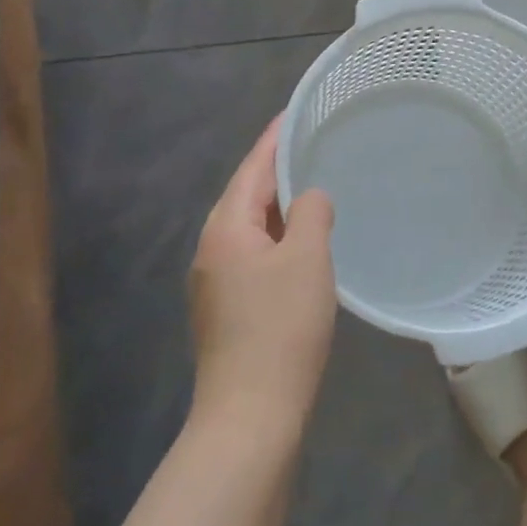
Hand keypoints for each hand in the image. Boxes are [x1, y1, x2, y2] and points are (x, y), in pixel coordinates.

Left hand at [187, 117, 337, 426]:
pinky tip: (304, 240)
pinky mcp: (229, 307)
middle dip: (277, 168)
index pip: (253, 169)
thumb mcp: (308, 259)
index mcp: (226, 229)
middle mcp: (212, 249)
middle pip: (247, 195)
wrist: (252, 413)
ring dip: (280, 204)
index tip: (295, 111)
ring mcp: (217, 281)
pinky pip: (256, 252)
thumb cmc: (281, 328)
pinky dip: (280, 235)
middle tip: (313, 143)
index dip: (275, 139)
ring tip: (313, 184)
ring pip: (252, 226)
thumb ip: (311, 214)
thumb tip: (310, 198)